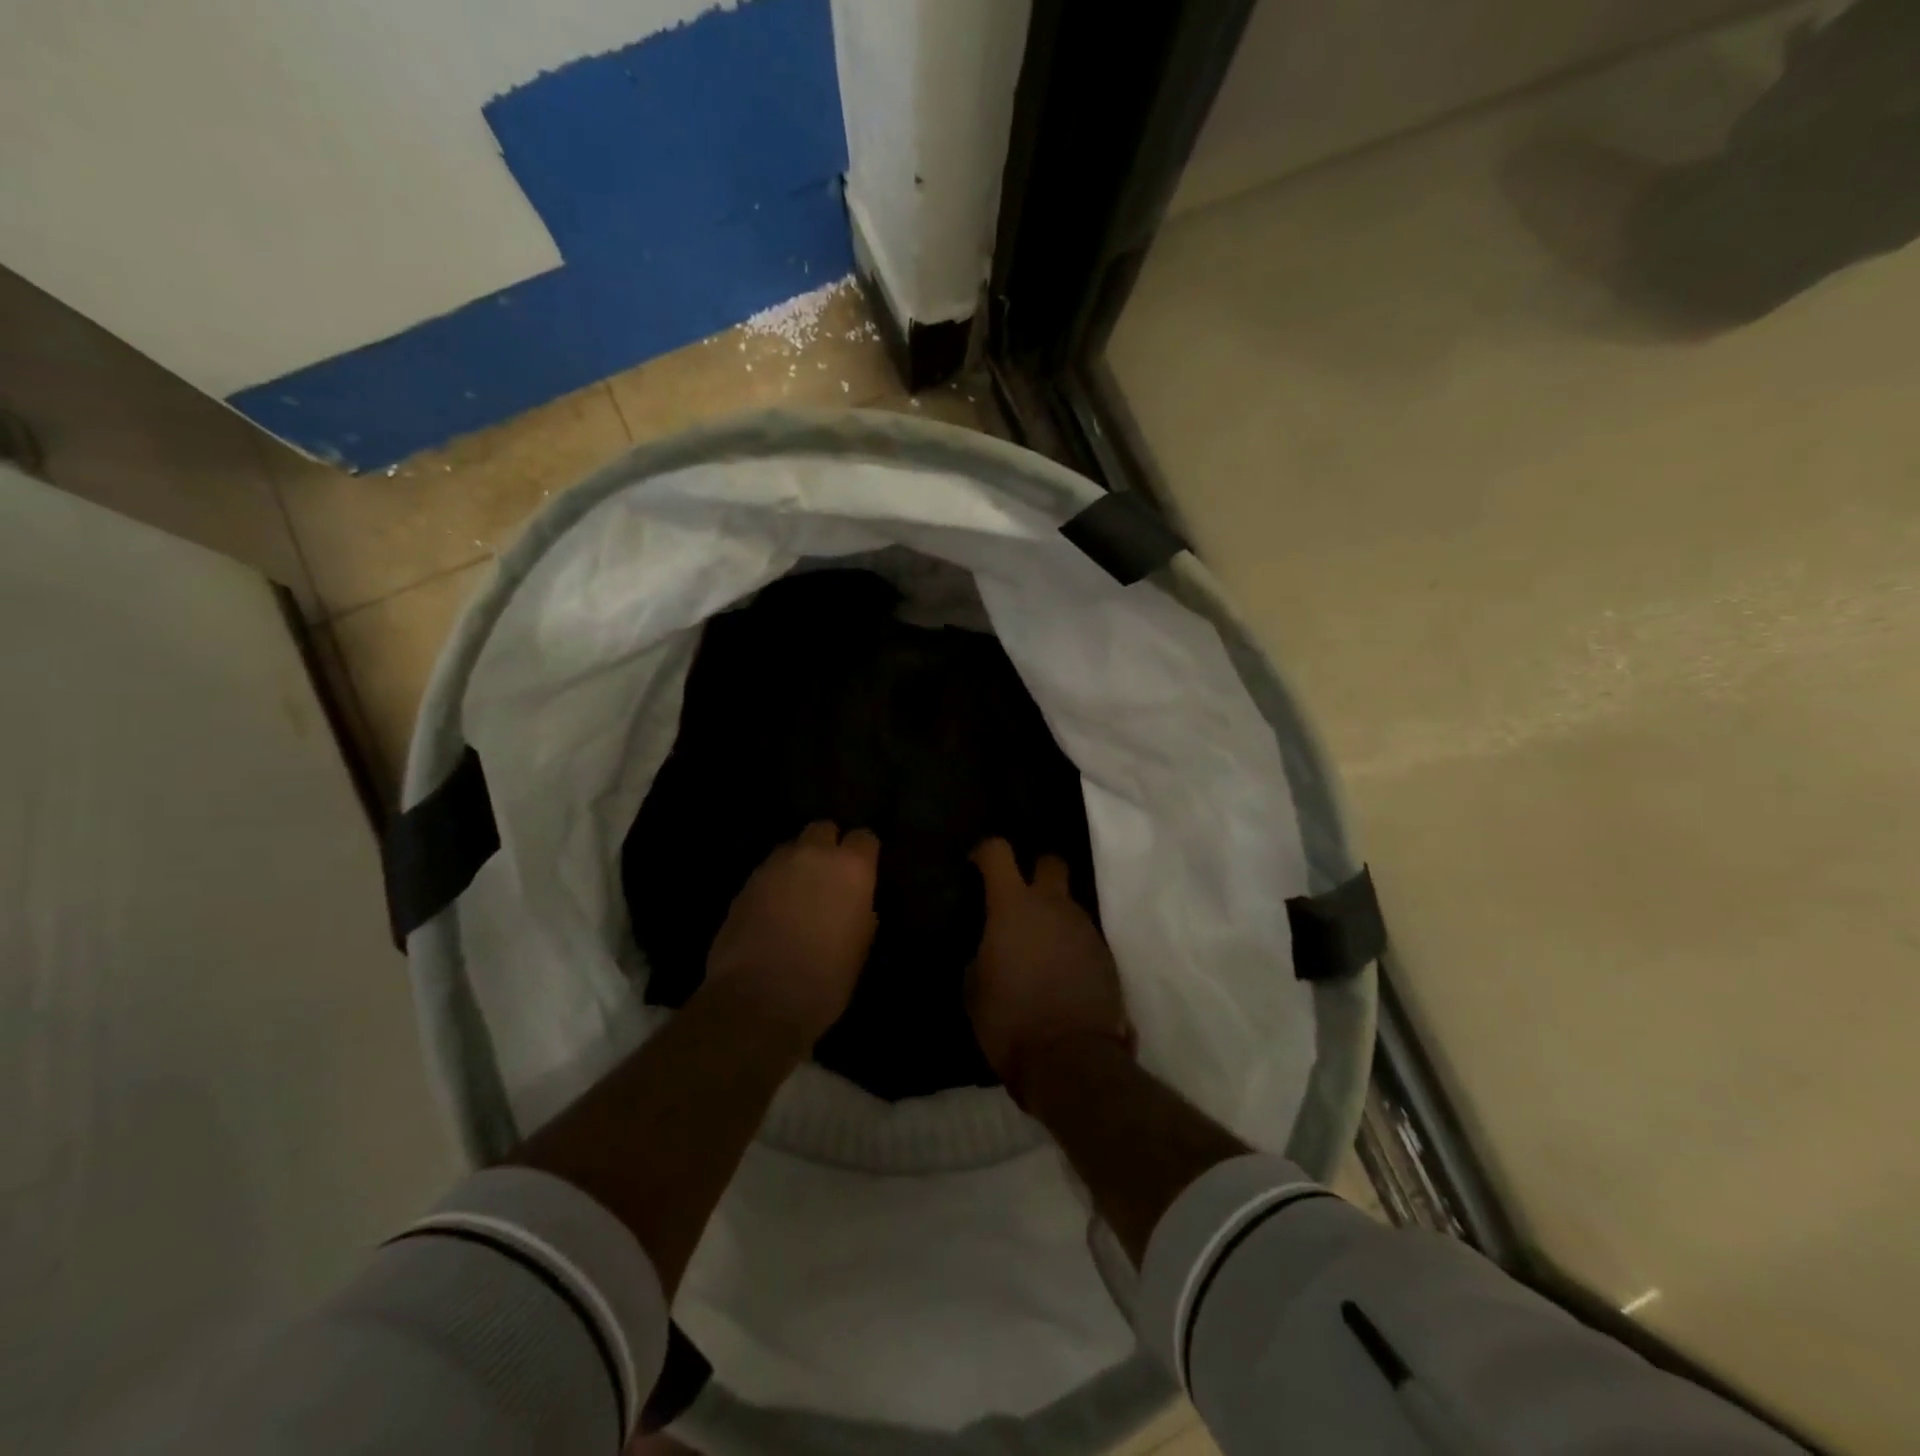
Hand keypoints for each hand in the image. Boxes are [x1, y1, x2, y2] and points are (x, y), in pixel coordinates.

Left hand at [707, 821, 880, 1042]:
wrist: (758, 1001)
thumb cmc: (825, 980)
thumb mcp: (860, 947)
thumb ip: (860, 912)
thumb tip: (855, 903)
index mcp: (850, 868)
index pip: (865, 838)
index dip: (864, 853)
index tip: (864, 872)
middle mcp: (812, 855)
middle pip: (823, 829)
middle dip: (828, 846)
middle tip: (829, 877)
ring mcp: (773, 867)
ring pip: (791, 848)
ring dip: (798, 863)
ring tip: (799, 894)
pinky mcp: (744, 885)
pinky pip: (767, 872)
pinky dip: (774, 884)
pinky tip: (773, 911)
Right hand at [967, 838, 1131, 1103]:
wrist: (1070, 1058)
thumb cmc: (1009, 1020)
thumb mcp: (974, 986)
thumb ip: (983, 953)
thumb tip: (991, 948)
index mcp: (1014, 906)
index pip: (999, 852)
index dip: (986, 852)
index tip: (976, 865)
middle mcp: (1053, 906)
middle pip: (1050, 863)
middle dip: (1035, 870)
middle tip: (1019, 900)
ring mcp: (1085, 929)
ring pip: (1068, 904)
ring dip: (1052, 916)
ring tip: (1037, 949)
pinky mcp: (1106, 955)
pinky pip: (1082, 936)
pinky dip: (1069, 944)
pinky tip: (1059, 972)